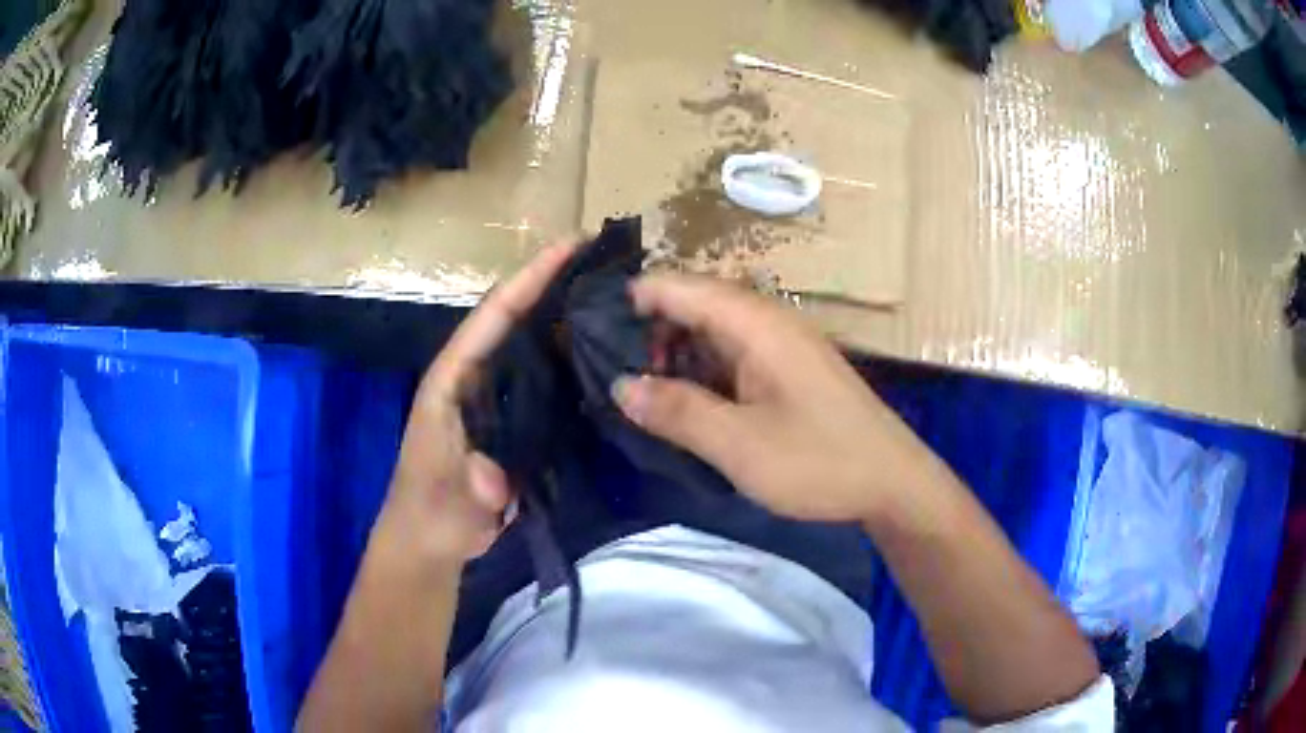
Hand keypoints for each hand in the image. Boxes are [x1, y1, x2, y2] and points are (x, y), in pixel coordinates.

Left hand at [371, 244, 575, 565]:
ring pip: (532, 345)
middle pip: (515, 319)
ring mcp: (494, 397)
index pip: (493, 316)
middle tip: (607, 263)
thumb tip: (495, 478)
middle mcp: (474, 377)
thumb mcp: (444, 497)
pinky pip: (544, 380)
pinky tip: (605, 358)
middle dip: (555, 285)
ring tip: (614, 297)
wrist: (430, 542)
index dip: (530, 278)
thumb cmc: (429, 511)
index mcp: (452, 379)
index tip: (572, 245)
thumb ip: (467, 485)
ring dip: (566, 318)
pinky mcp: (512, 419)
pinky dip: (570, 361)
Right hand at [614, 274, 943, 524]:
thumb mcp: (739, 444)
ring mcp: (779, 348)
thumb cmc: (820, 461)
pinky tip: (680, 404)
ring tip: (635, 393)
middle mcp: (767, 323)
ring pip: (710, 335)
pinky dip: (699, 374)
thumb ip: (678, 411)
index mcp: (756, 324)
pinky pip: (730, 359)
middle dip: (647, 333)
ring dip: (673, 357)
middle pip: (692, 307)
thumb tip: (621, 385)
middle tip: (607, 372)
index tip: (587, 327)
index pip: (680, 287)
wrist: (892, 483)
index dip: (632, 298)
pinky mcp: (786, 373)